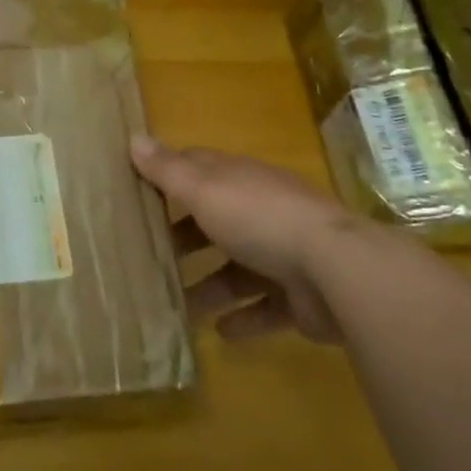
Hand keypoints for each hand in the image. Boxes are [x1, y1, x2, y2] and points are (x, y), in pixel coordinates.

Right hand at [131, 136, 357, 344]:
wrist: (337, 271)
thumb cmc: (259, 218)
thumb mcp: (204, 189)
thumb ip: (168, 170)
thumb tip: (133, 138)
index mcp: (238, 180)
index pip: (198, 170)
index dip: (168, 178)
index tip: (137, 193)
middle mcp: (261, 211)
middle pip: (215, 220)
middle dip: (184, 237)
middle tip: (148, 257)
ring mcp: (284, 254)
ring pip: (237, 268)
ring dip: (208, 285)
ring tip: (175, 305)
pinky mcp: (300, 297)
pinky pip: (265, 307)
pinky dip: (243, 319)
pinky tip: (218, 332)